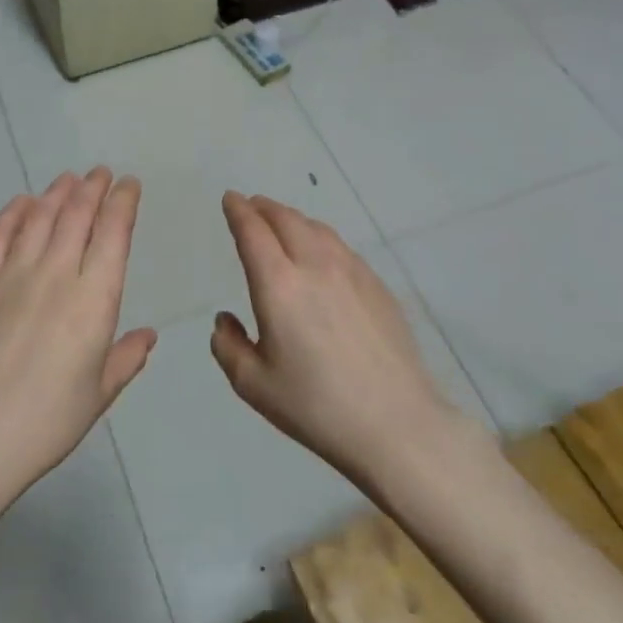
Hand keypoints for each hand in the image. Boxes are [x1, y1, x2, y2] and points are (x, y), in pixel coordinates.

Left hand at [0, 169, 154, 585]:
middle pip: (77, 216)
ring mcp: (13, 275)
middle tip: (100, 173)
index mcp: (94, 300)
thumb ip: (125, 358)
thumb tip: (147, 336)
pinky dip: (11, 214)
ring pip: (39, 218)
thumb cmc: (49, 420)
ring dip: (56, 193)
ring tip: (67, 180)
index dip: (123, 203)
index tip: (129, 186)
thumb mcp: (99, 394)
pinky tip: (21, 203)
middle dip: (92, 188)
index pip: (113, 234)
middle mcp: (57, 275)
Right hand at [212, 192, 462, 486]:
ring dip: (293, 219)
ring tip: (282, 223)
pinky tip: (321, 253)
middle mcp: (314, 266)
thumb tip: (226, 320)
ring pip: (317, 228)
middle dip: (264, 207)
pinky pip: (341, 247)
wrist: (396, 423)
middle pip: (286, 219)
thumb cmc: (316, 406)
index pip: (253, 232)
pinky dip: (320, 237)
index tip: (230, 199)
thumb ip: (228, 346)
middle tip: (252, 206)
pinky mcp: (378, 286)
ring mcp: (352, 272)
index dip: (238, 211)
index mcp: (278, 285)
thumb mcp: (254, 385)